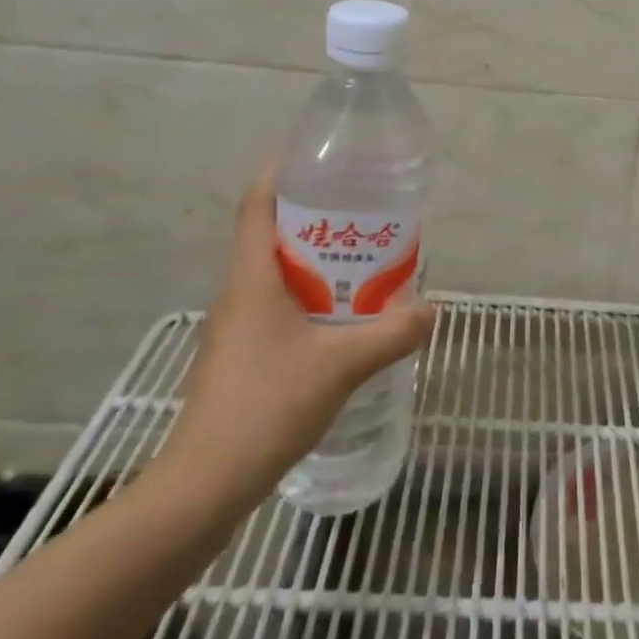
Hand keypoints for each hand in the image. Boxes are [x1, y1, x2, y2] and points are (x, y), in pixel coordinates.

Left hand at [157, 169, 436, 518]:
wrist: (206, 484)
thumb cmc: (267, 405)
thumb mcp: (342, 365)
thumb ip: (392, 334)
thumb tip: (432, 308)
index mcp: (252, 278)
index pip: (257, 205)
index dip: (280, 172)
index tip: (314, 154)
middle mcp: (238, 293)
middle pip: (270, 234)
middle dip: (313, 214)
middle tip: (361, 207)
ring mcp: (235, 327)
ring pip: (274, 273)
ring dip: (313, 258)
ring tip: (361, 257)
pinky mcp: (240, 357)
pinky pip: (276, 306)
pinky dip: (308, 296)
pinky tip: (340, 317)